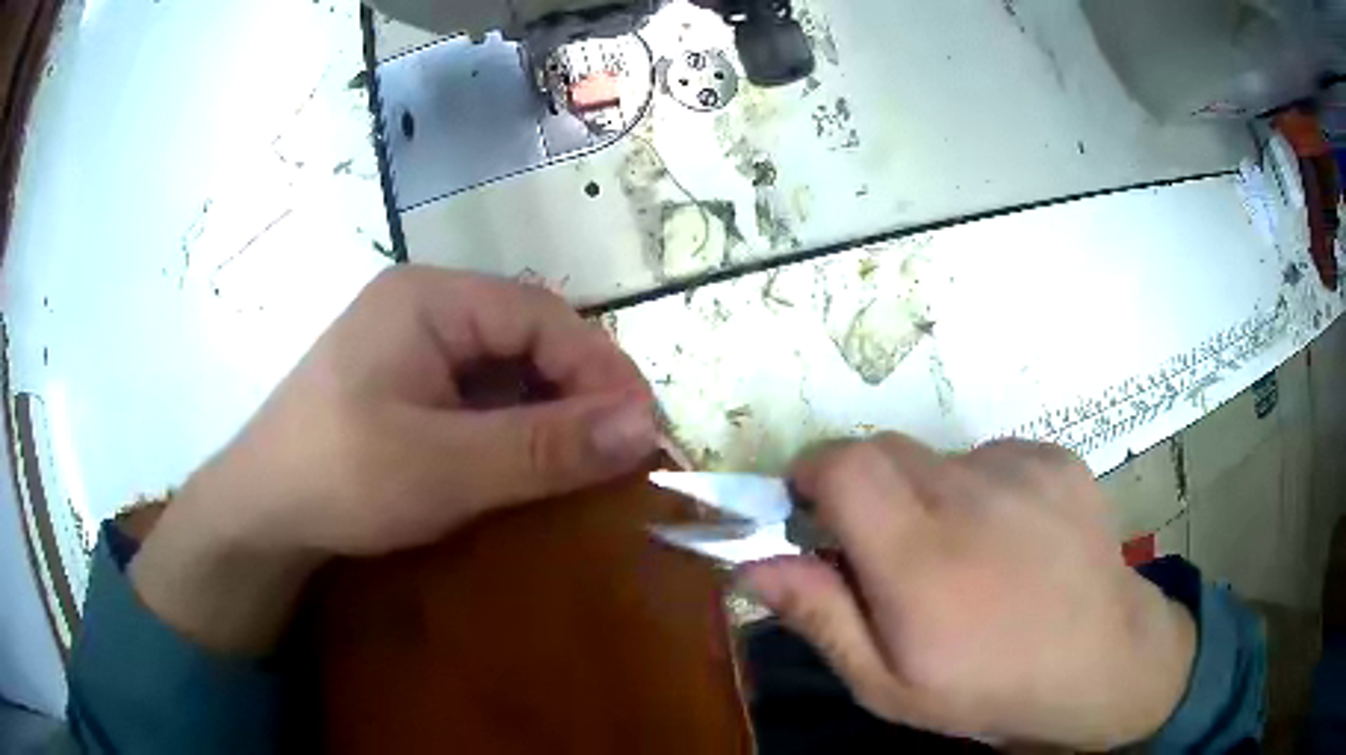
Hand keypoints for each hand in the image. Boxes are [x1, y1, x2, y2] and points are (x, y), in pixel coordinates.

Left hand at [130, 268, 656, 652]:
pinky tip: (525, 463)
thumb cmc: (339, 478)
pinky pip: (478, 393)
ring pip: (505, 367)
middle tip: (618, 452)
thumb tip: (644, 427)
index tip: (642, 431)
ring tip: (582, 462)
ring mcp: (411, 346)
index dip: (599, 368)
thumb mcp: (444, 467)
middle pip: (526, 336)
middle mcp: (423, 307)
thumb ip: (543, 447)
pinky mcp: (404, 384)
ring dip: (547, 412)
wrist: (259, 514)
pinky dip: (512, 426)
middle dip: (577, 392)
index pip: (540, 315)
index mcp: (428, 298)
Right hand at [740, 435, 1195, 749]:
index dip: (810, 471)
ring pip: (937, 458)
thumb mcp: (888, 684)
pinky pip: (990, 457)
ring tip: (961, 555)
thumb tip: (753, 563)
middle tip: (883, 549)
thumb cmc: (988, 689)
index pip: (844, 466)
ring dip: (924, 496)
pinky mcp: (1056, 458)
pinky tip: (1009, 539)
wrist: (1103, 662)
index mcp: (921, 559)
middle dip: (861, 488)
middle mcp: (970, 495)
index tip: (806, 507)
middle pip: (884, 451)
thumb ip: (820, 616)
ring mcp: (1021, 468)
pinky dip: (978, 489)